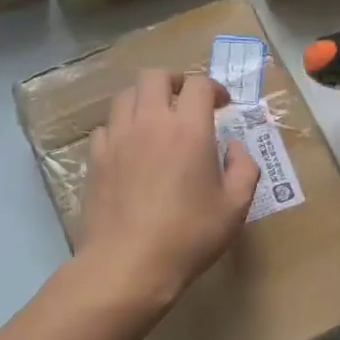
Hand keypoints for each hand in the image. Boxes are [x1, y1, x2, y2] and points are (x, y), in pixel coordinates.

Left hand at [78, 70, 259, 307]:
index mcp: (188, 129)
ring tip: (156, 120)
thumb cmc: (189, 236)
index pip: (198, 84)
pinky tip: (130, 148)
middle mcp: (149, 122)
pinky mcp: (95, 158)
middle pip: (154, 76)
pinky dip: (121, 127)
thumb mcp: (235, 207)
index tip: (221, 104)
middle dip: (174, 81)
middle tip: (185, 100)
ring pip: (125, 95)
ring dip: (144, 99)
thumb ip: (244, 169)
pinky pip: (106, 127)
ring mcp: (117, 138)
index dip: (213, 88)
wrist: (128, 264)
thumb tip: (234, 148)